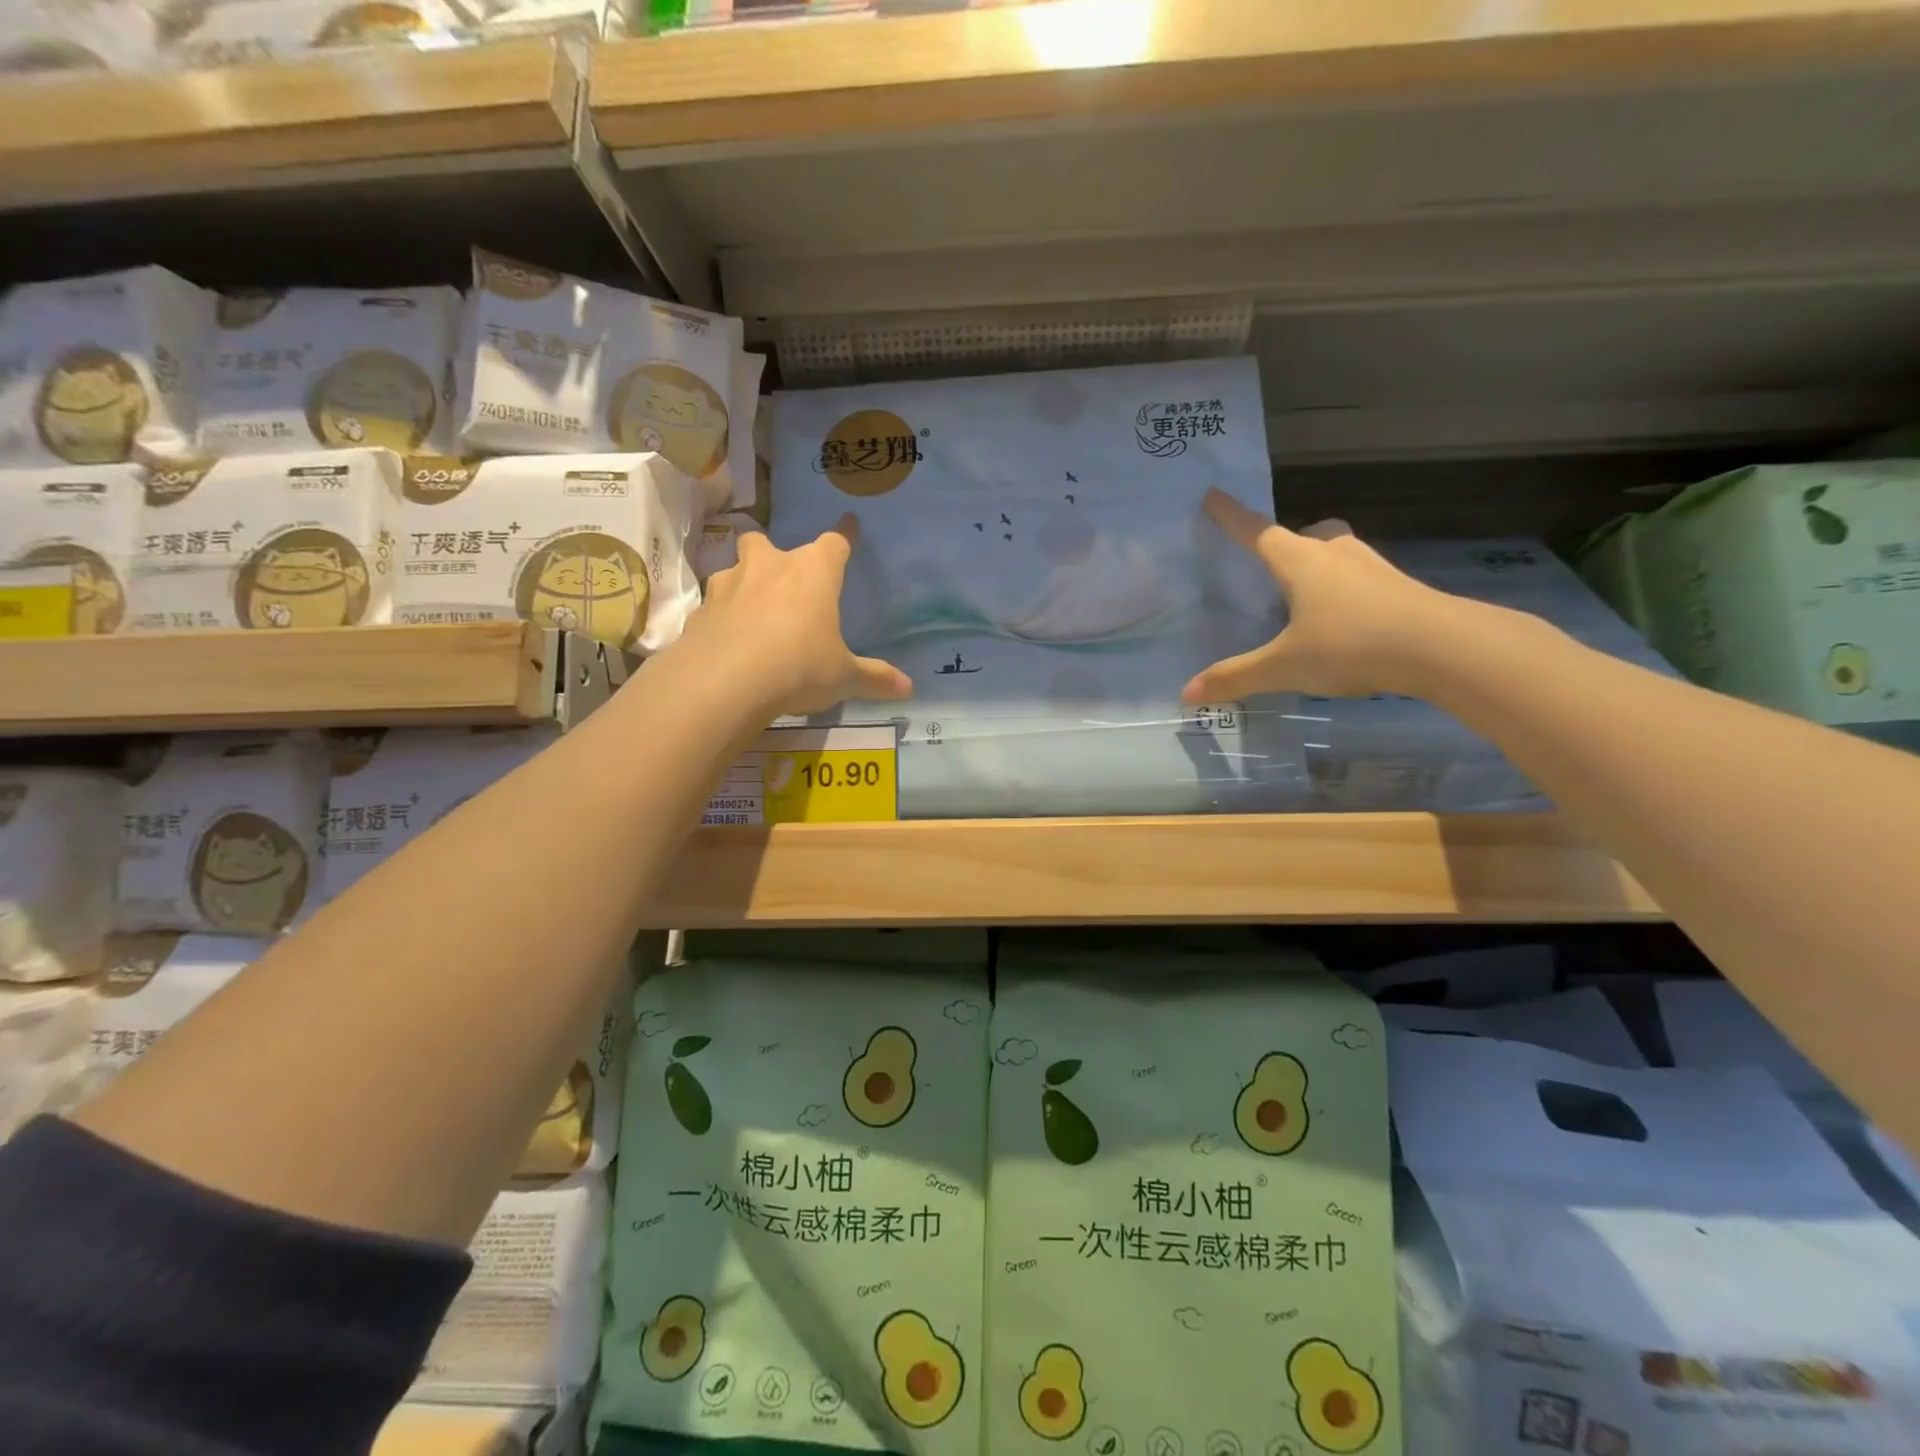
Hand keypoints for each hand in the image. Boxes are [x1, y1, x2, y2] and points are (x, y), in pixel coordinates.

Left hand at [690, 514, 912, 717]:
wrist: (724, 683)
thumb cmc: (798, 667)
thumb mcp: (843, 678)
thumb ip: (874, 678)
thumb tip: (909, 688)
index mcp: (812, 573)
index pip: (834, 543)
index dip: (845, 535)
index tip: (850, 524)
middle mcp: (767, 568)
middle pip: (764, 541)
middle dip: (772, 553)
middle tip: (781, 576)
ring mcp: (727, 586)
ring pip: (732, 570)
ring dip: (742, 584)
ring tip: (751, 611)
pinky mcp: (699, 613)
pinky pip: (713, 607)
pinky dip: (721, 619)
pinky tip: (728, 642)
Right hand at [1182, 489, 1460, 700]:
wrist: (1443, 648)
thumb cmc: (1350, 644)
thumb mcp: (1284, 666)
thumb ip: (1236, 677)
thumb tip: (1187, 693)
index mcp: (1300, 562)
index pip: (1256, 532)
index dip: (1231, 516)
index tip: (1212, 495)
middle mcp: (1336, 554)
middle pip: (1308, 535)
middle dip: (1289, 545)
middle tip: (1275, 569)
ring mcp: (1374, 568)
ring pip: (1339, 555)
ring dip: (1322, 568)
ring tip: (1307, 602)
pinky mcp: (1400, 589)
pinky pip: (1362, 580)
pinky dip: (1347, 593)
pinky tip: (1345, 624)